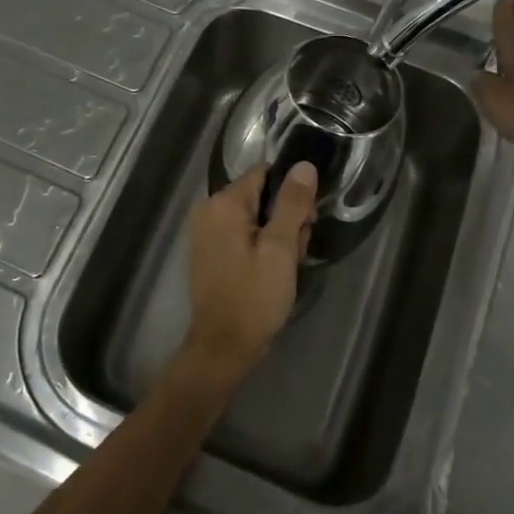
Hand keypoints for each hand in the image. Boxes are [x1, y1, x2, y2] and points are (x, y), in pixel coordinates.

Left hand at [179, 162, 317, 387]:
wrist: (223, 347)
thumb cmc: (254, 296)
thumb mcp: (280, 249)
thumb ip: (292, 204)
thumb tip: (303, 165)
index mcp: (223, 203)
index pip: (265, 174)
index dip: (291, 193)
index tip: (306, 220)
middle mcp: (209, 209)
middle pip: (260, 196)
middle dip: (284, 220)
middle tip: (295, 252)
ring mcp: (206, 231)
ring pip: (254, 218)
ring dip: (276, 237)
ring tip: (285, 268)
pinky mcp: (209, 251)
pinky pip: (242, 235)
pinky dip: (260, 248)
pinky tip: (271, 273)